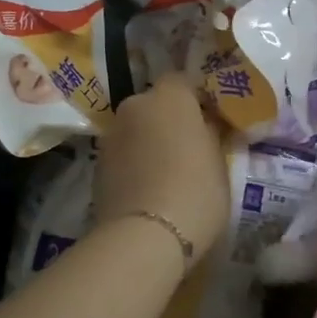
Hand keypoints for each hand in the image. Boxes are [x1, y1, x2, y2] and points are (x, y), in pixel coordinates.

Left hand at [94, 75, 230, 263]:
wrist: (145, 236)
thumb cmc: (196, 191)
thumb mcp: (219, 161)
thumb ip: (211, 134)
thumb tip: (207, 125)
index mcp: (170, 96)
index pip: (183, 81)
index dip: (197, 99)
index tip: (211, 121)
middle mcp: (135, 105)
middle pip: (155, 104)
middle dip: (169, 120)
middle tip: (189, 146)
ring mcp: (111, 135)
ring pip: (136, 129)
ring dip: (149, 141)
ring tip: (168, 172)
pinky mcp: (97, 165)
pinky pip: (123, 154)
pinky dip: (134, 163)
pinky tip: (148, 188)